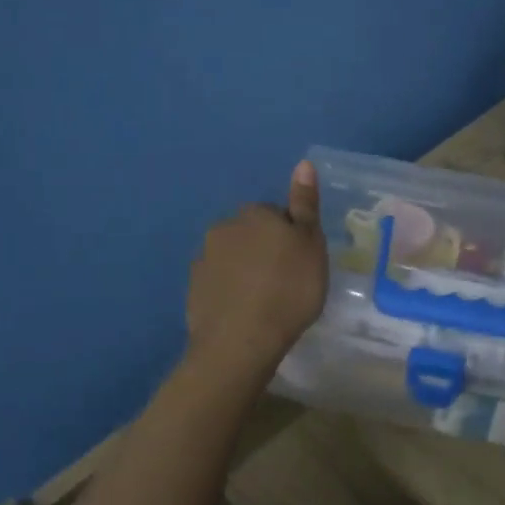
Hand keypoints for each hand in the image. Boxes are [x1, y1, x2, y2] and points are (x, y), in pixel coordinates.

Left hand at [186, 161, 328, 374]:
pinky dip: (230, 291)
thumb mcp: (311, 245)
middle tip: (286, 280)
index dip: (291, 237)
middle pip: (252, 233)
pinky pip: (219, 282)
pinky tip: (244, 312)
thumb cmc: (288, 290)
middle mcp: (225, 227)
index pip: (277, 214)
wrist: (240, 341)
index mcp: (255, 214)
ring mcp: (204, 258)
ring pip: (233, 257)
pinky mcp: (193, 288)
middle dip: (265, 250)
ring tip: (265, 300)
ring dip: (246, 270)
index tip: (301, 261)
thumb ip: (305, 205)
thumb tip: (304, 163)